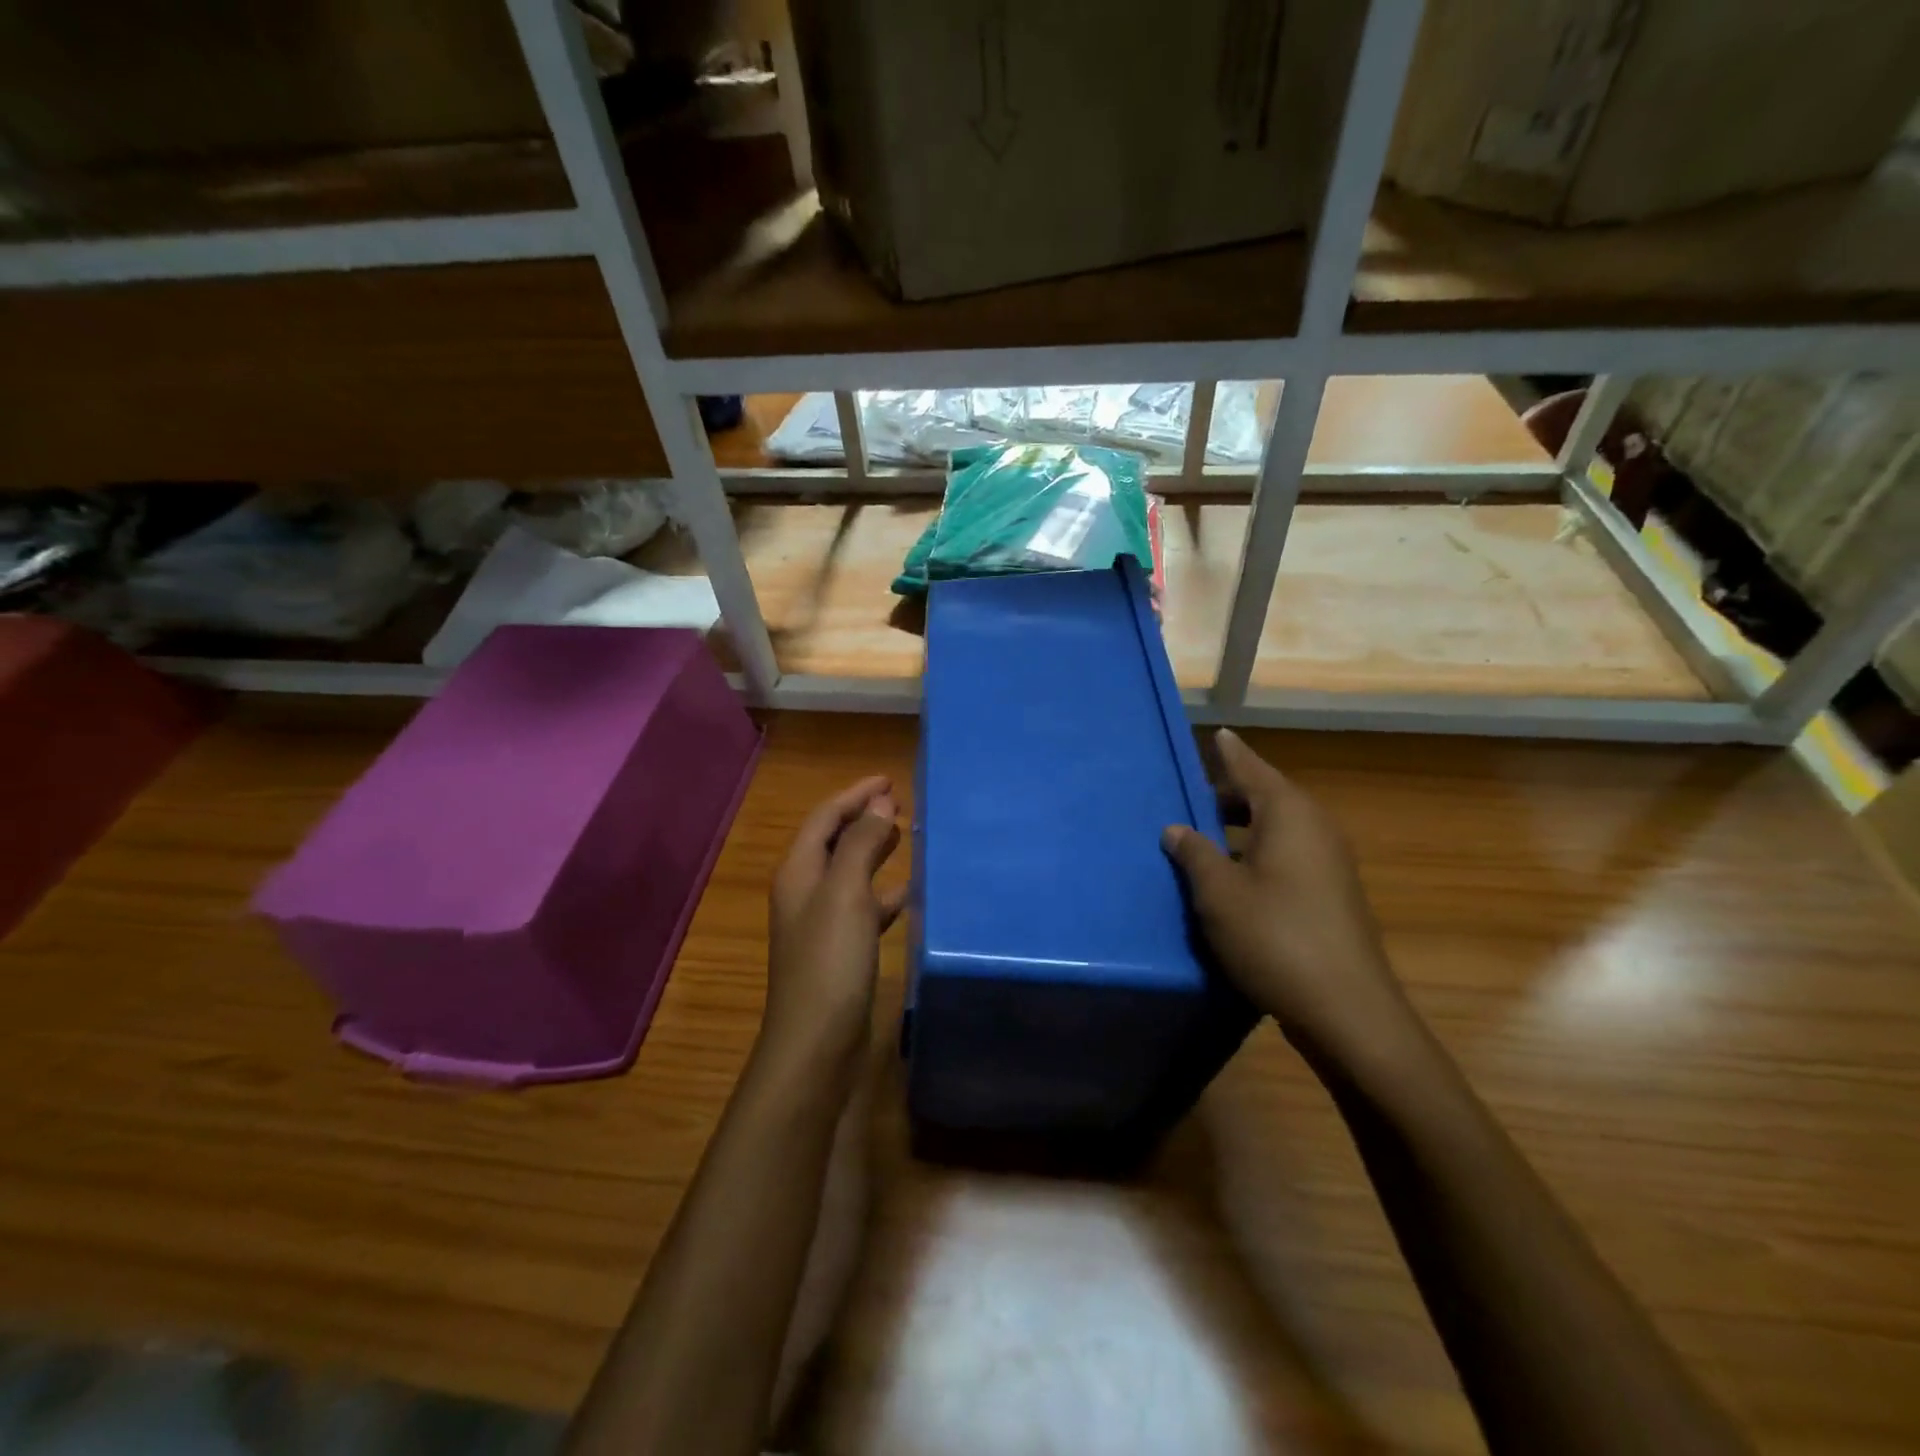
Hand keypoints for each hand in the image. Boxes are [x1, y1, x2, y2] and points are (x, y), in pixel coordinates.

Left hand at [764, 776, 905, 1078]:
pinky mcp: (840, 951)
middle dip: (863, 819)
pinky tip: (908, 894)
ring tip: (907, 837)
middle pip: (834, 842)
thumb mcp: (847, 893)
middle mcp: (805, 893)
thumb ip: (862, 844)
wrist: (817, 1043)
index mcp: (799, 872)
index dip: (855, 795)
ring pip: (850, 874)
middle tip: (901, 805)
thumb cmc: (830, 960)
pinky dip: (883, 893)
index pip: (825, 818)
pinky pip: (863, 908)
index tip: (890, 780)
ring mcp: (821, 924)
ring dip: (874, 852)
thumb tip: (880, 802)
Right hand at [1162, 730, 1414, 1066]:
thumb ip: (1194, 853)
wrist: (1346, 1009)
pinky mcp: (1331, 894)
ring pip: (1277, 829)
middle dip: (1228, 795)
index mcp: (1288, 815)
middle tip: (1189, 795)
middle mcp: (1315, 828)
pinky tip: (1231, 876)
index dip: (1230, 754)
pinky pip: (1287, 855)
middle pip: (1266, 797)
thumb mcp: (1219, 893)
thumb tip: (1176, 827)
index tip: (1217, 734)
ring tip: (1202, 834)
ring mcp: (1328, 863)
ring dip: (1240, 828)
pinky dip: (1257, 853)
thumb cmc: (1274, 937)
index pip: (1252, 769)